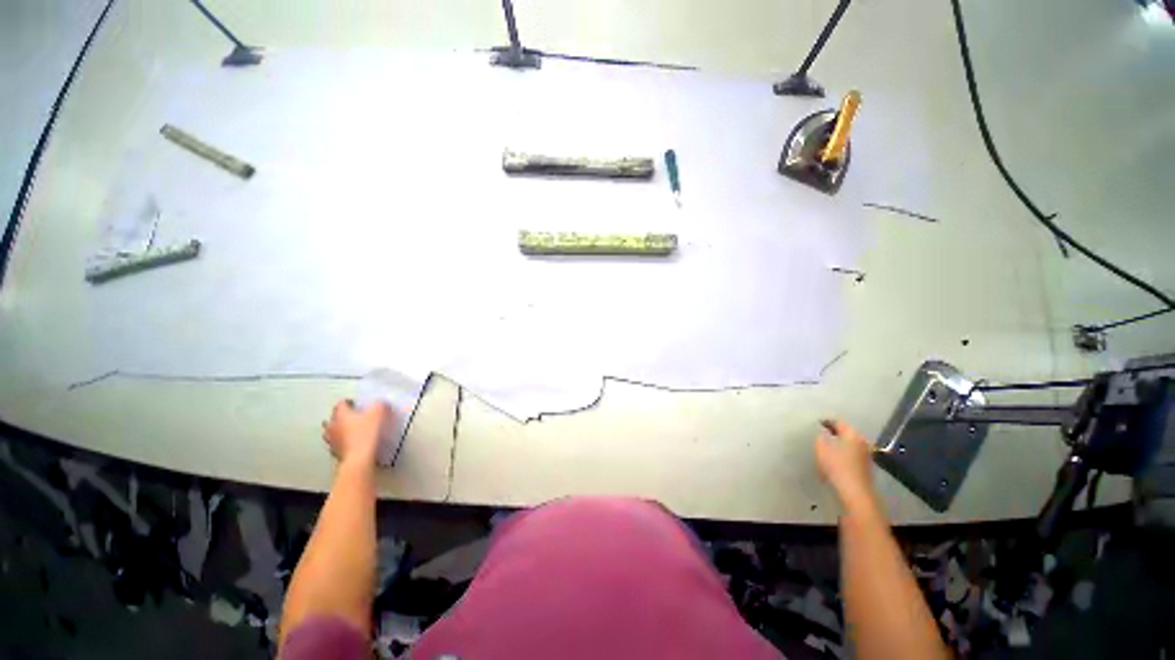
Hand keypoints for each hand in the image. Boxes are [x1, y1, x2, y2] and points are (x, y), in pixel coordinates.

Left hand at [323, 400, 389, 466]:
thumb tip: (381, 402)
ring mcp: (332, 440)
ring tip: (347, 429)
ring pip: (330, 431)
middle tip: (351, 416)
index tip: (356, 403)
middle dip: (340, 415)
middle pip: (333, 417)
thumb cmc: (366, 434)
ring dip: (337, 429)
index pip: (340, 404)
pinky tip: (348, 442)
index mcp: (341, 414)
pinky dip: (340, 441)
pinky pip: (335, 443)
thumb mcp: (378, 414)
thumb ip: (380, 405)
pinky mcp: (334, 452)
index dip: (348, 402)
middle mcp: (332, 426)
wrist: (359, 458)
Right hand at [815, 419, 876, 509]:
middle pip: (846, 432)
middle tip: (821, 433)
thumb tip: (822, 433)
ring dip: (839, 443)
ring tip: (827, 446)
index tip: (817, 423)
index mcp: (852, 434)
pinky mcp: (866, 466)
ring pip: (850, 443)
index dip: (826, 421)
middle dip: (834, 432)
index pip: (838, 421)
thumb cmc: (836, 466)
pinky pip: (852, 453)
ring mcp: (866, 454)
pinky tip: (835, 459)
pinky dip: (844, 452)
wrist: (854, 491)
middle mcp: (862, 441)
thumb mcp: (821, 448)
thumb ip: (820, 436)